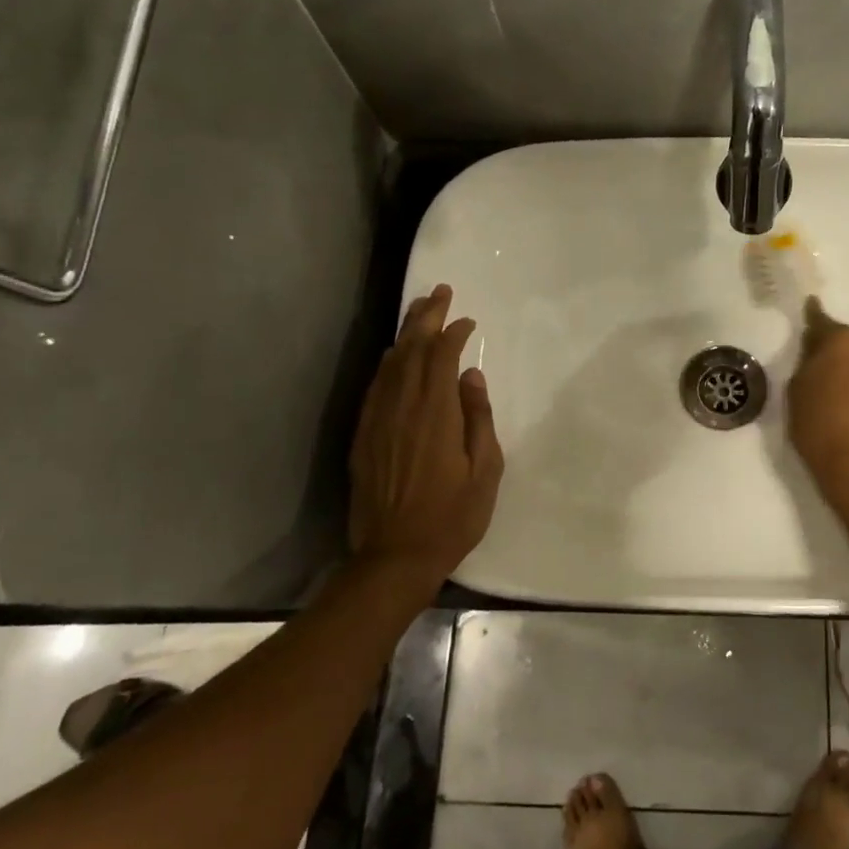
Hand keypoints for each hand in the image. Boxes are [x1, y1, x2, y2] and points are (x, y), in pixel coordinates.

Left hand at [349, 285, 504, 590]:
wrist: (395, 556)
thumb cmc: (452, 515)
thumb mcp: (485, 470)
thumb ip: (478, 418)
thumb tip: (471, 376)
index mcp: (435, 413)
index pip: (441, 357)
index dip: (453, 332)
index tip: (467, 320)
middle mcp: (402, 407)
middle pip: (410, 349)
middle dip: (425, 317)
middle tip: (439, 292)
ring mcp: (377, 420)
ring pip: (390, 364)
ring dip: (405, 334)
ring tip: (418, 313)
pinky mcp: (363, 436)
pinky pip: (375, 387)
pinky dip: (387, 364)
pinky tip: (394, 357)